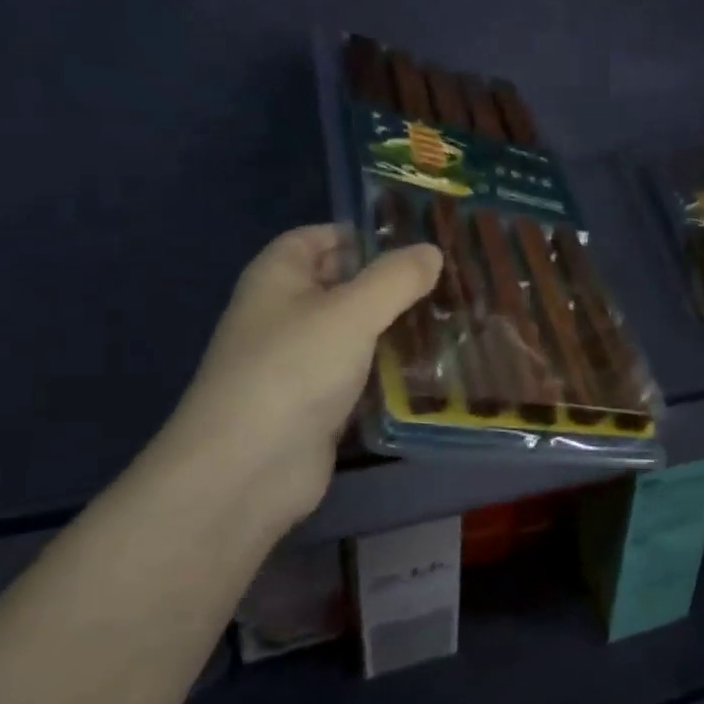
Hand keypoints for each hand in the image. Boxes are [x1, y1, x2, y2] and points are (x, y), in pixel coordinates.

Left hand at [152, 225, 441, 528]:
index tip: (418, 243)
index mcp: (278, 276)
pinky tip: (432, 370)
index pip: (320, 237)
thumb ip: (395, 279)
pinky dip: (389, 371)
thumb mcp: (351, 312)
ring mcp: (300, 362)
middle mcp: (285, 314)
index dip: (363, 235)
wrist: (249, 468)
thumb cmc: (294, 369)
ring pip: (356, 334)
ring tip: (453, 322)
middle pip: (343, 286)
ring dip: (395, 331)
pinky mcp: (318, 404)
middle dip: (391, 285)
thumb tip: (431, 251)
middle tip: (450, 283)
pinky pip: (359, 375)